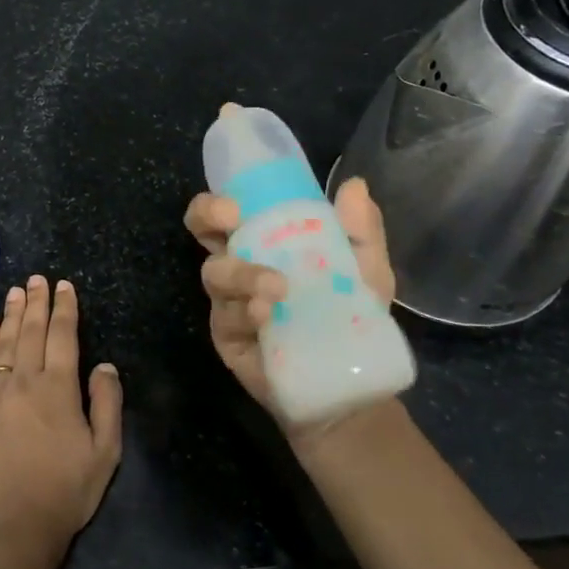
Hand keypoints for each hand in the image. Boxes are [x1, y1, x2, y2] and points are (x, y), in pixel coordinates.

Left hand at [0, 276, 123, 567]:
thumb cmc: (65, 492)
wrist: (11, 528)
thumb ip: (107, 403)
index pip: (63, 336)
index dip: (64, 308)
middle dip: (36, 302)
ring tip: (15, 291)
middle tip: (37, 278)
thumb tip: (104, 365)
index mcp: (59, 389)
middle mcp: (25, 381)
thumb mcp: (105, 453)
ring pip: (4, 343)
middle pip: (31, 331)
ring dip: (11, 314)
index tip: (64, 286)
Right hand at [183, 175, 397, 418]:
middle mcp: (240, 265)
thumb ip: (362, 232)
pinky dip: (245, 312)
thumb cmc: (352, 318)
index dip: (221, 198)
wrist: (349, 384)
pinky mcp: (227, 336)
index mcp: (266, 242)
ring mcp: (229, 302)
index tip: (236, 202)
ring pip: (215, 274)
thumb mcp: (367, 271)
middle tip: (230, 221)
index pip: (231, 210)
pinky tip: (266, 317)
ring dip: (242, 273)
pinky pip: (225, 317)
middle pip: (202, 230)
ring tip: (276, 289)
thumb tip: (354, 184)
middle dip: (207, 217)